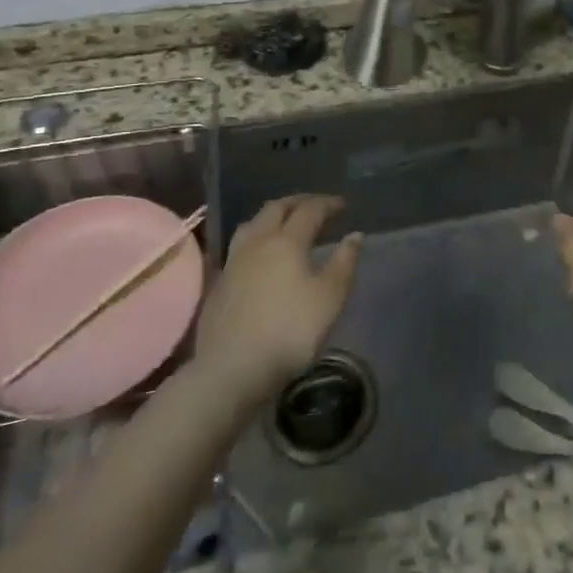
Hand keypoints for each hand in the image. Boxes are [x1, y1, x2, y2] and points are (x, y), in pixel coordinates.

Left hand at [196, 194, 360, 397]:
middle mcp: (258, 242)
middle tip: (315, 206)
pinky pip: (238, 246)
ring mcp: (233, 262)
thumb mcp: (329, 298)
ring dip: (271, 216)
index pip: (309, 210)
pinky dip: (255, 239)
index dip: (327, 204)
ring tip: (284, 224)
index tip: (342, 205)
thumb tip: (354, 235)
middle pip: (276, 208)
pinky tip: (260, 255)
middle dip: (298, 202)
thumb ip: (344, 263)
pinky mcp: (218, 283)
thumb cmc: (289, 331)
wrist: (231, 370)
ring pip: (251, 224)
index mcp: (287, 241)